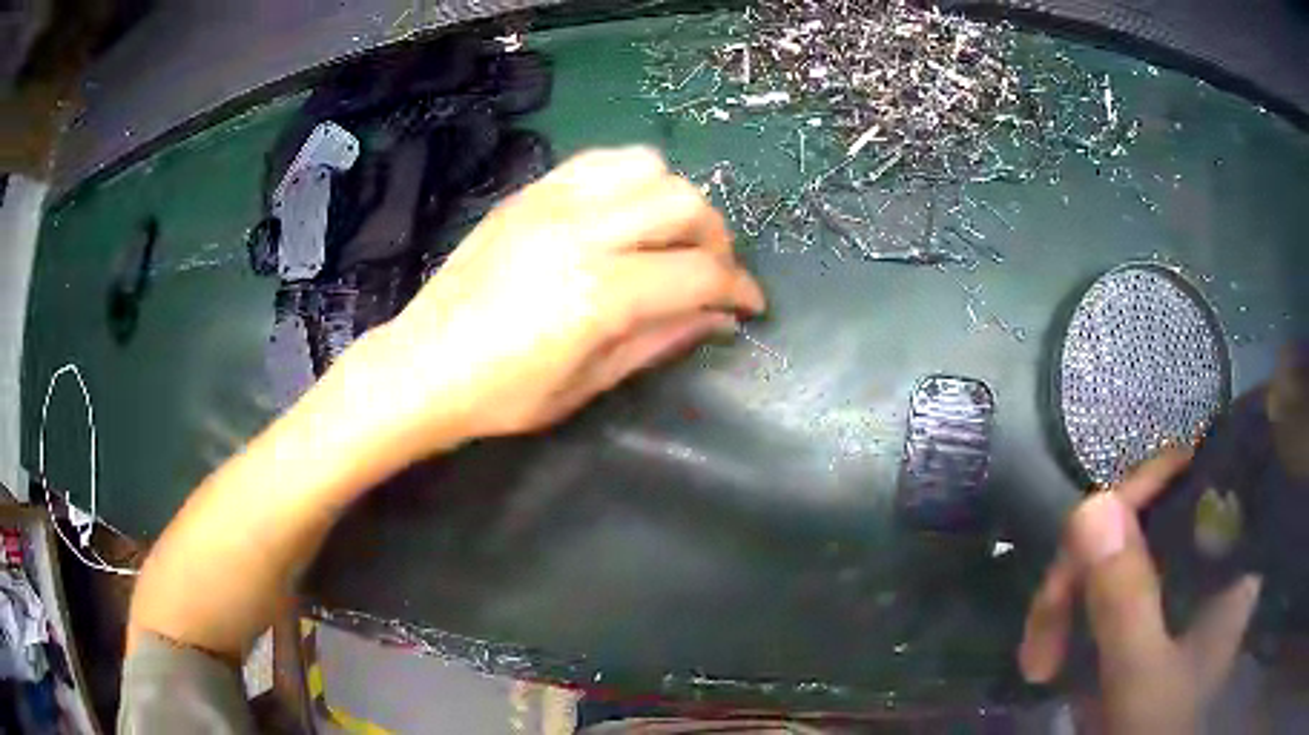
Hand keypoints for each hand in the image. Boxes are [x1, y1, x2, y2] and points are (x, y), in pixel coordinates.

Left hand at [365, 146, 764, 446]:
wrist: (422, 365)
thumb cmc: (502, 395)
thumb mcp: (590, 383)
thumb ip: (662, 340)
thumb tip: (719, 318)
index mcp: (599, 295)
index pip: (699, 272)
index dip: (739, 288)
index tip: (750, 305)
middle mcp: (582, 233)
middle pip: (685, 204)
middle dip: (716, 240)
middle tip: (711, 274)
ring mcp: (552, 203)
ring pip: (649, 168)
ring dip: (676, 201)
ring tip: (670, 237)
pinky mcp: (530, 193)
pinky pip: (601, 161)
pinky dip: (632, 179)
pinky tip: (627, 212)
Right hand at [1019, 449, 1262, 733]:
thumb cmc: (1155, 730)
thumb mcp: (1142, 675)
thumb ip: (1126, 599)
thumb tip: (1091, 505)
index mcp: (1225, 562)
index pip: (1188, 483)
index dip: (1136, 496)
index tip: (1084, 535)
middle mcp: (1201, 565)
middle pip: (1140, 523)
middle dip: (1084, 569)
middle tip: (1045, 625)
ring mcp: (1168, 594)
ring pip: (1111, 557)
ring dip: (1065, 601)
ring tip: (1037, 660)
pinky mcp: (1138, 621)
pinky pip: (1097, 592)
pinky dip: (1065, 618)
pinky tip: (1044, 657)